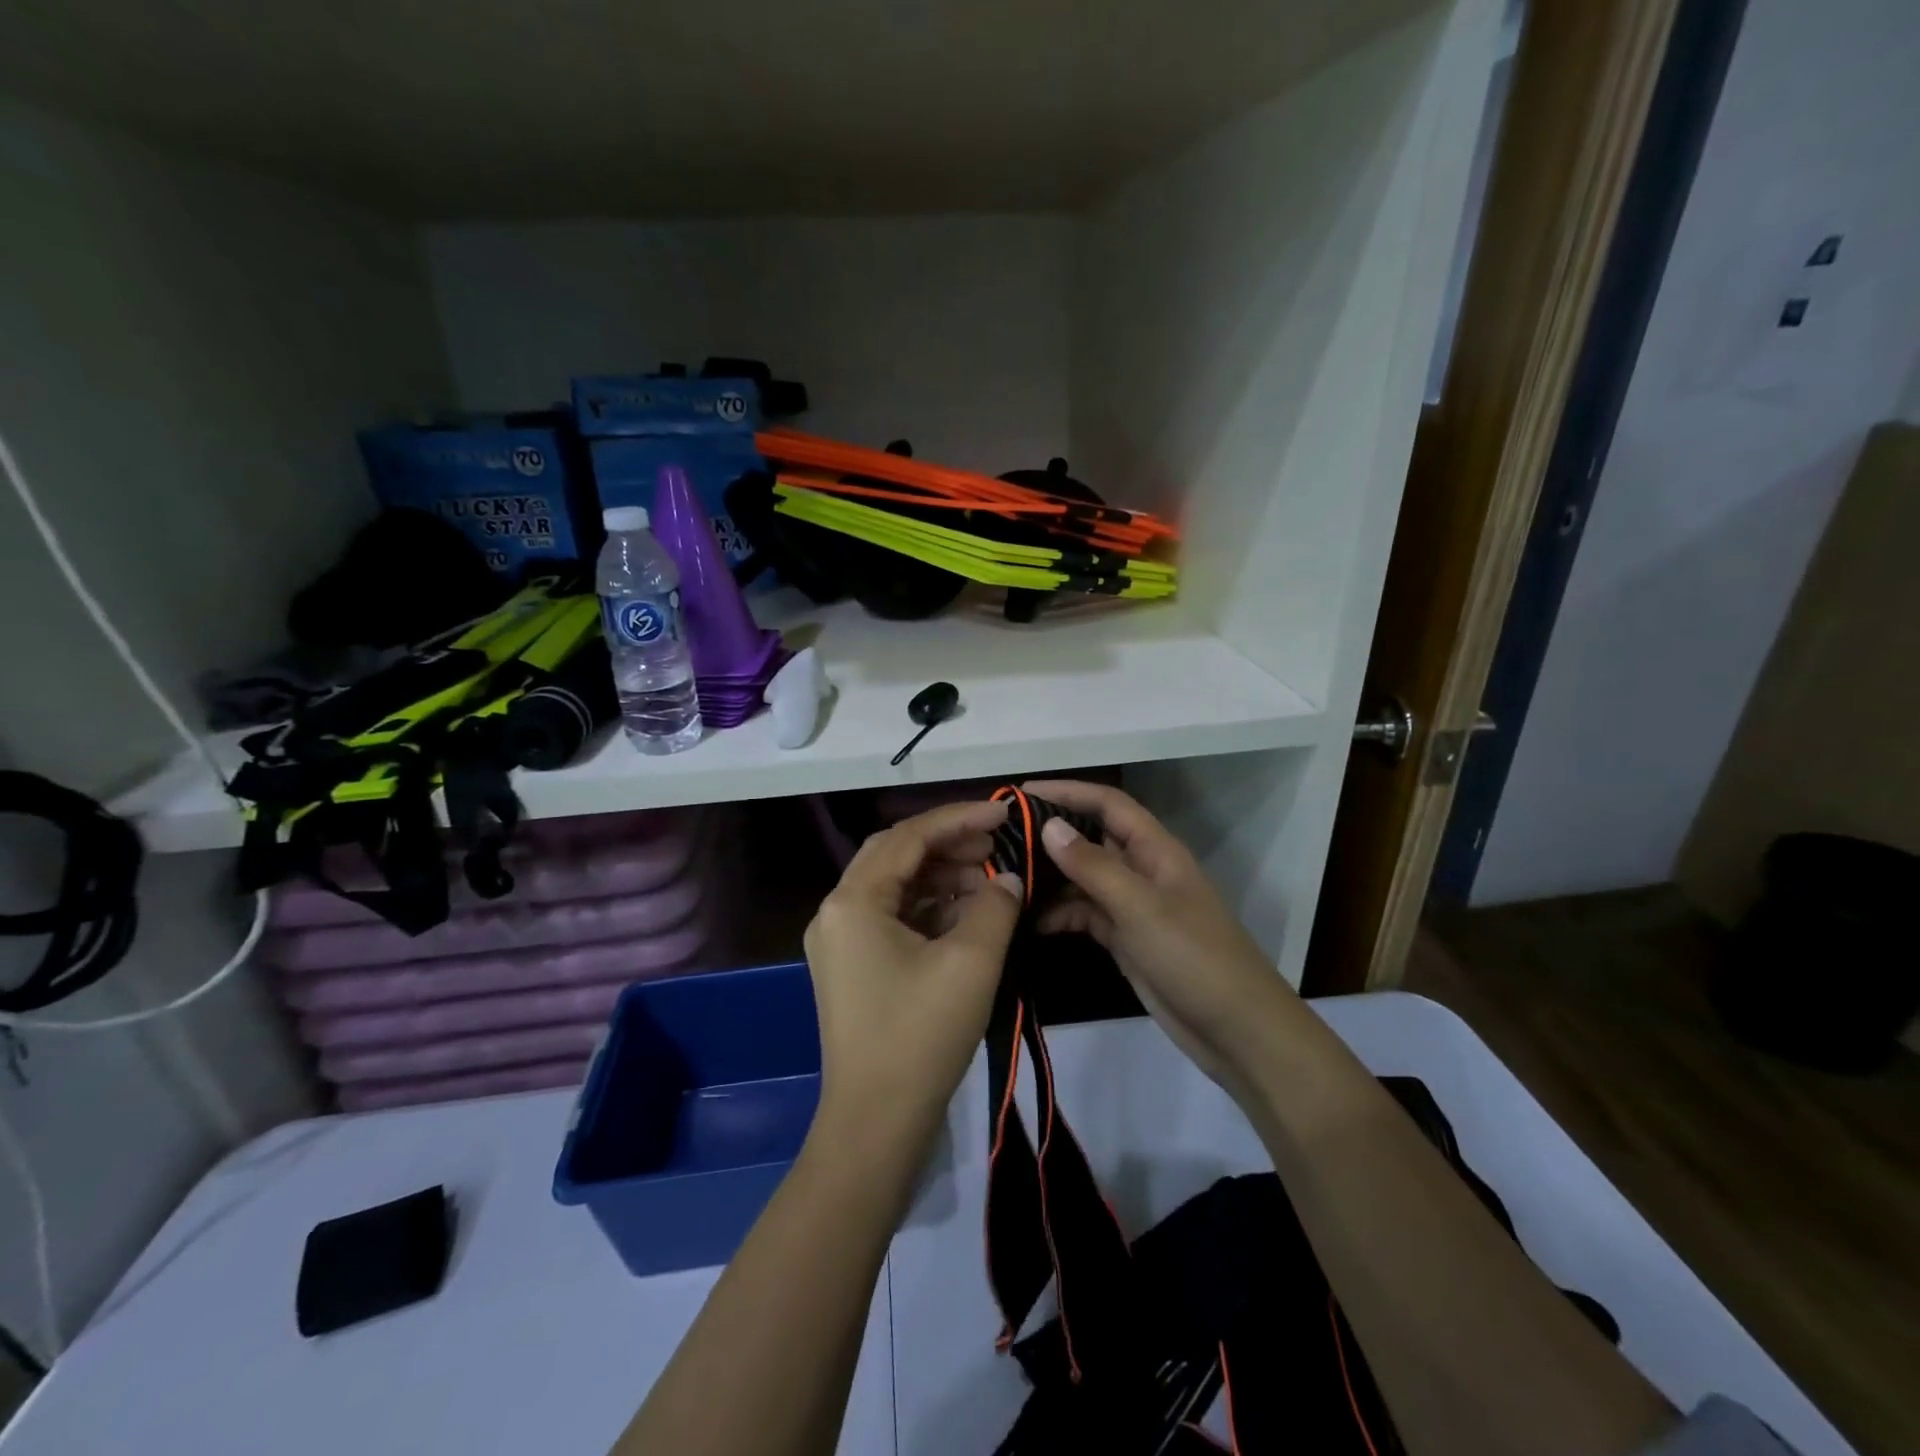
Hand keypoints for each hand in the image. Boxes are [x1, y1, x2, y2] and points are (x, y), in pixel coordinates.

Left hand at [802, 800, 1023, 1162]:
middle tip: (996, 846)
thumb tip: (1007, 879)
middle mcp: (836, 911)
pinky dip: (929, 908)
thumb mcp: (971, 962)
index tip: (1003, 813)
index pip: (909, 837)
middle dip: (947, 844)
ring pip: (894, 886)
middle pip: (895, 855)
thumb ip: (995, 905)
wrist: (876, 1124)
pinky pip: (892, 917)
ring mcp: (841, 941)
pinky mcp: (852, 967)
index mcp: (853, 901)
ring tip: (989, 879)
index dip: (959, 818)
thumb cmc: (920, 1036)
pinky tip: (966, 913)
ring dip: (940, 876)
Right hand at [1023, 780, 1307, 1096]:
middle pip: (1091, 839)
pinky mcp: (1125, 938)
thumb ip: (1093, 866)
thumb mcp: (1140, 906)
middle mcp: (1141, 870)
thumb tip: (1048, 825)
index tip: (1021, 793)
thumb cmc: (1192, 956)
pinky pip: (1085, 914)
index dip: (1068, 791)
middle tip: (1000, 840)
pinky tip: (1029, 923)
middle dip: (1050, 835)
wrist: (1235, 1029)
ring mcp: (1133, 906)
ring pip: (1083, 879)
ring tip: (1004, 882)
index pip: (1107, 804)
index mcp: (1154, 850)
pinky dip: (1059, 914)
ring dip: (1050, 878)